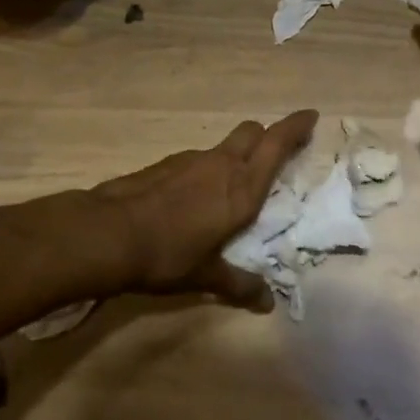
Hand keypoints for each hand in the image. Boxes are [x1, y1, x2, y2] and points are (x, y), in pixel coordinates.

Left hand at [91, 110, 318, 311]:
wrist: (108, 233)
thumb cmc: (167, 255)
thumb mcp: (206, 275)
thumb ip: (239, 285)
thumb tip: (267, 303)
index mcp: (241, 188)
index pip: (276, 144)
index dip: (296, 127)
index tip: (311, 116)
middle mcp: (221, 165)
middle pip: (252, 132)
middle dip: (267, 135)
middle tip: (275, 151)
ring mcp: (191, 160)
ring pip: (224, 145)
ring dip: (235, 154)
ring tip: (231, 185)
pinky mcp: (165, 164)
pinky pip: (198, 159)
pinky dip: (206, 169)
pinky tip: (194, 197)